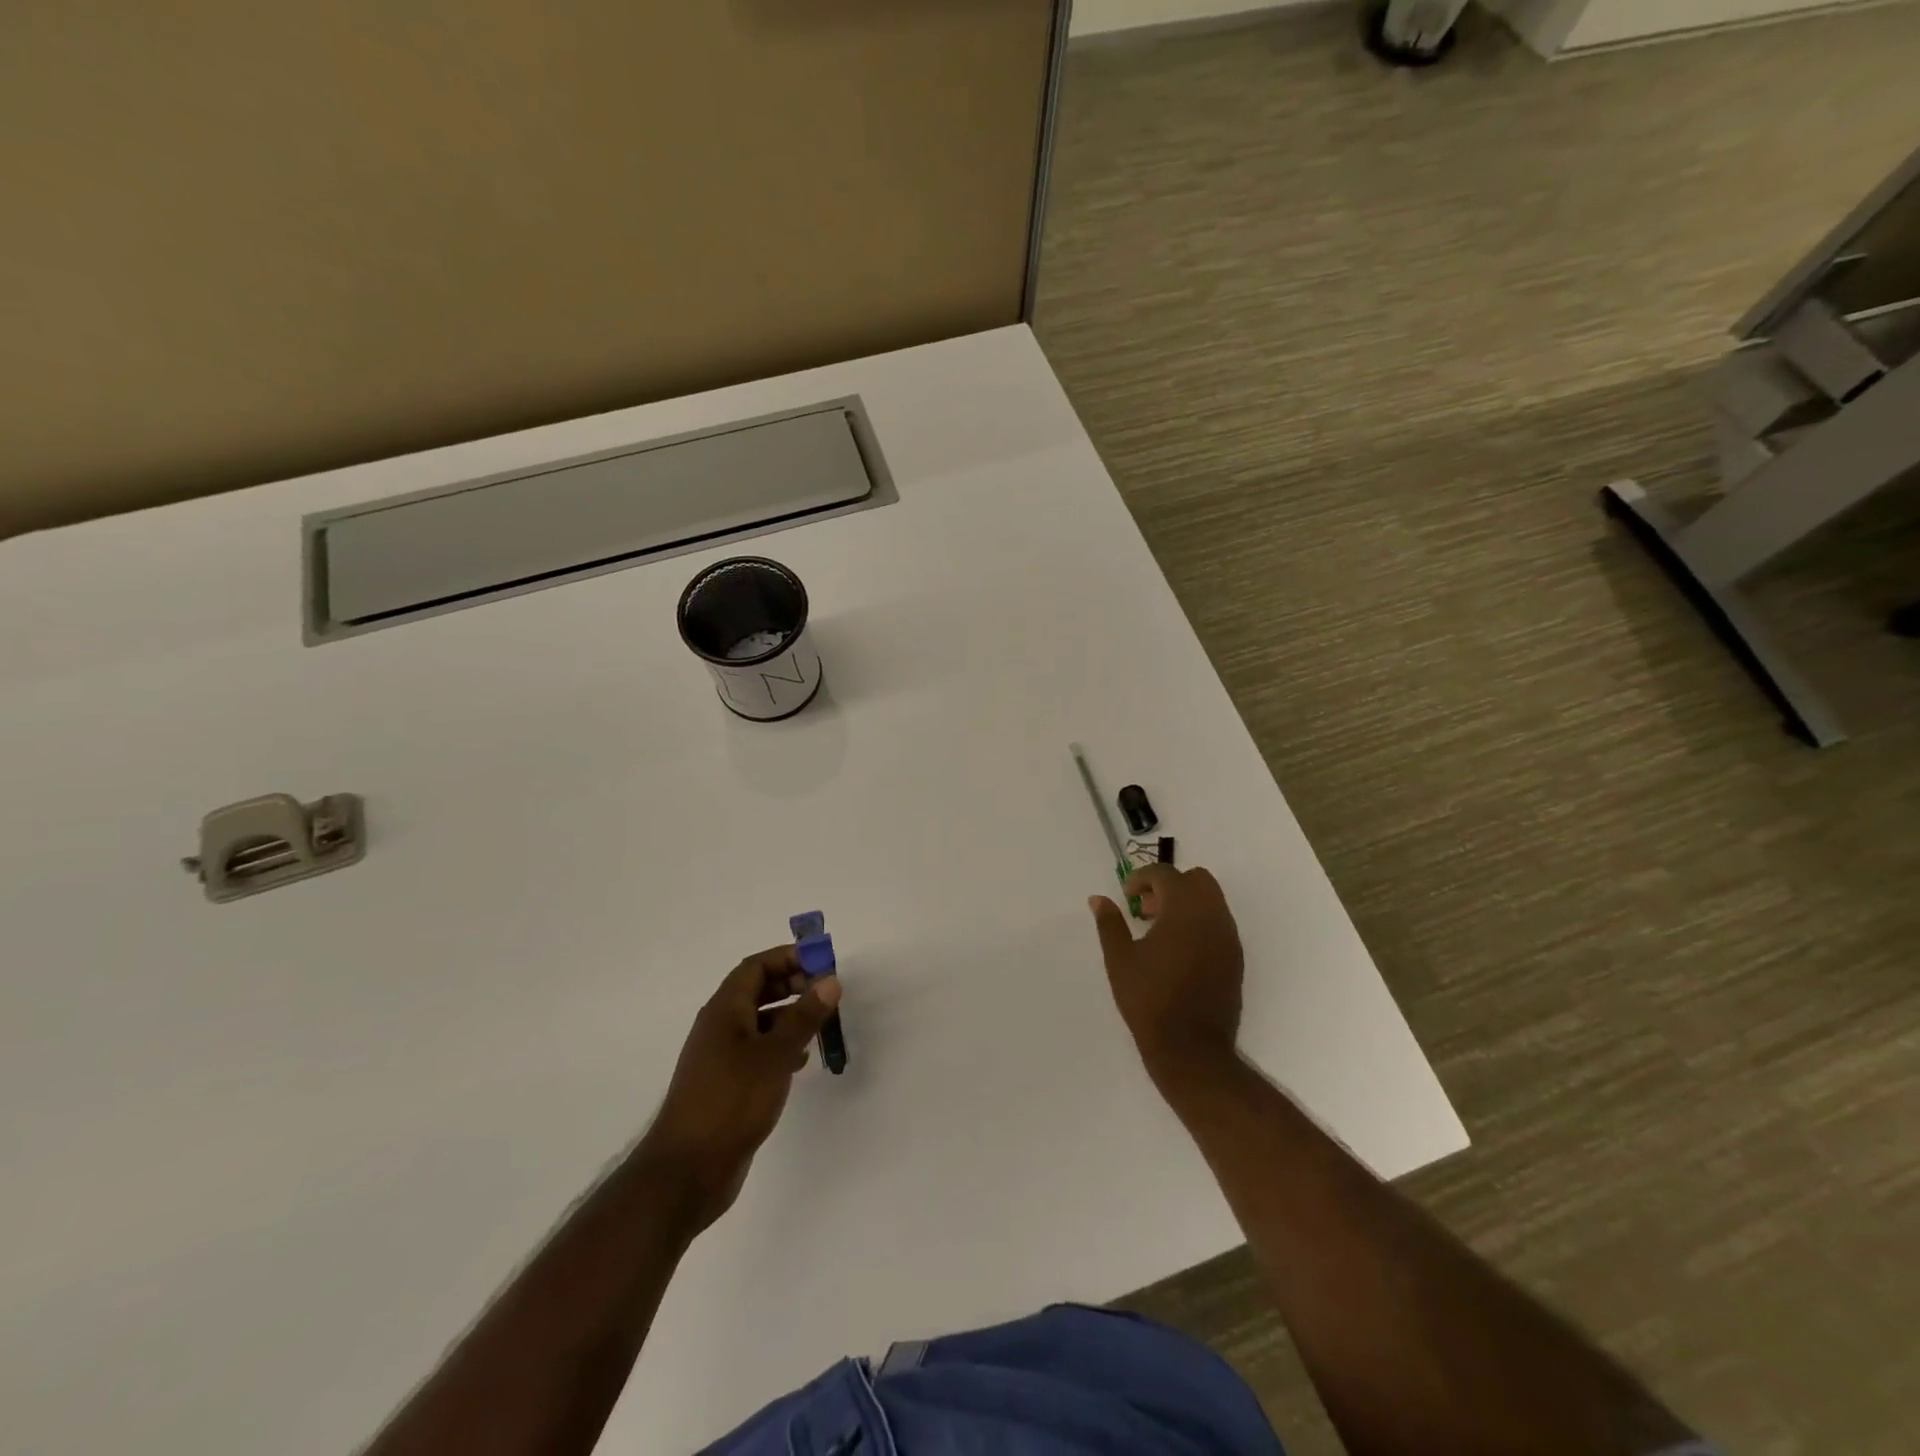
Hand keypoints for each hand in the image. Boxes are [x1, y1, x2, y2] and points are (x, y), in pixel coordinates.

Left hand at [643, 947, 840, 1233]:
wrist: (687, 1170)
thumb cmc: (731, 1101)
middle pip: (757, 991)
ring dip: (790, 1016)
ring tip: (821, 1024)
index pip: (756, 967)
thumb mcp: (775, 1054)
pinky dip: (781, 1046)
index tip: (822, 962)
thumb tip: (829, 980)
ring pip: (760, 1022)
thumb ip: (804, 1016)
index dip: (788, 957)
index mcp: (724, 1010)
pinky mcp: (727, 1085)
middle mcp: (720, 1027)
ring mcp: (721, 1057)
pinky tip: (801, 1061)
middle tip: (826, 992)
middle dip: (792, 984)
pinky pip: (758, 1051)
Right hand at [1089, 864, 1242, 1091]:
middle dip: (1170, 885)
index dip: (1142, 878)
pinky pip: (1219, 924)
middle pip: (1197, 879)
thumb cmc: (1149, 1000)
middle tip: (1147, 909)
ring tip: (1159, 931)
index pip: (1166, 874)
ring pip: (1212, 900)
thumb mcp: (1120, 960)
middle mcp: (1212, 917)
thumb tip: (1098, 899)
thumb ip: (1110, 923)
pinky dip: (1199, 922)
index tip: (1127, 896)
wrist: (1191, 1048)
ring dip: (1186, 903)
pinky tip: (1178, 951)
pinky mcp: (1235, 959)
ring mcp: (1228, 938)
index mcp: (1184, 911)